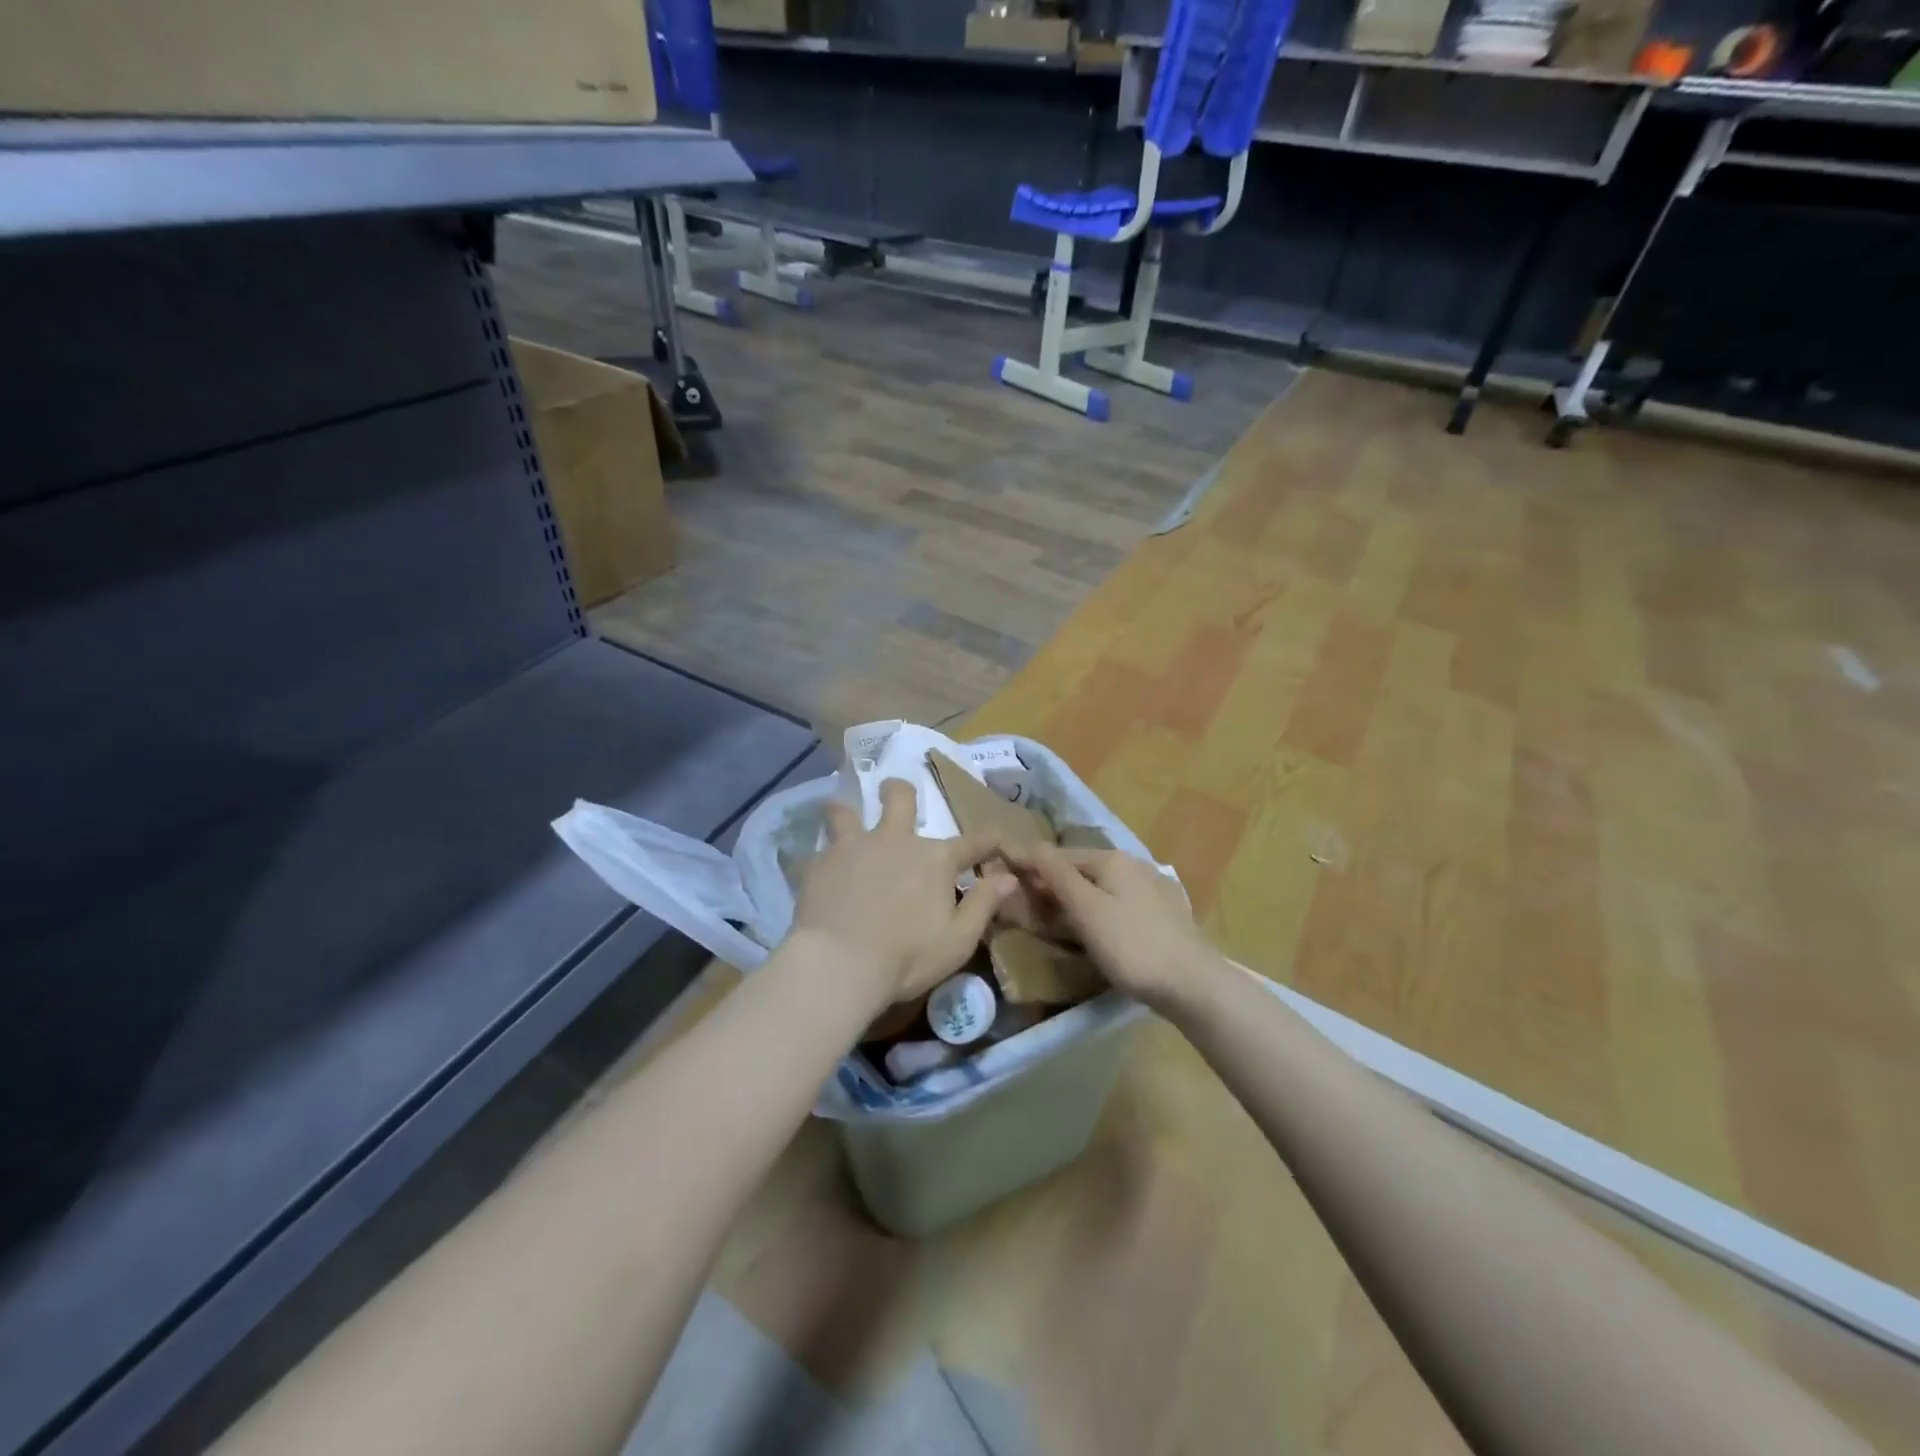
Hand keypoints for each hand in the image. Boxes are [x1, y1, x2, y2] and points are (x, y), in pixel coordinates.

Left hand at [791, 779, 1014, 1009]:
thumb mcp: (958, 940)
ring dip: (846, 811)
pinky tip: (815, 869)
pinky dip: (819, 857)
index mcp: (934, 859)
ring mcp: (853, 847)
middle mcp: (895, 840)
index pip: (971, 843)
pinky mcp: (818, 863)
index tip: (997, 837)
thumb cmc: (907, 957)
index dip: (988, 840)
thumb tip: (1009, 878)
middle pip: (899, 798)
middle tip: (895, 793)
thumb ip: (984, 905)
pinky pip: (816, 850)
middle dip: (900, 791)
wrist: (839, 964)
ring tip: (841, 814)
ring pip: (845, 811)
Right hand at [1002, 844, 1219, 1010]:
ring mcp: (1152, 886)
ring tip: (1059, 919)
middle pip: (1082, 869)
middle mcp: (1133, 863)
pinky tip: (1098, 928)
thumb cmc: (1131, 946)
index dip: (1033, 869)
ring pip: (1102, 885)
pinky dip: (1100, 908)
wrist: (1192, 983)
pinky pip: (1120, 901)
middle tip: (1030, 907)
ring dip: (1078, 897)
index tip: (1009, 885)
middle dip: (1055, 883)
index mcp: (1111, 859)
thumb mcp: (1086, 910)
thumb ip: (1058, 876)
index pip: (1060, 855)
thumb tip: (1033, 845)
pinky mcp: (1163, 911)